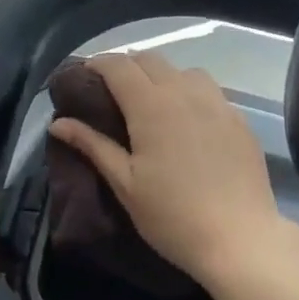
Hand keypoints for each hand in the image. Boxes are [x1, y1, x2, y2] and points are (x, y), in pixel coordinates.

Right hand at [48, 52, 278, 288]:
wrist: (240, 240)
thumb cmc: (172, 216)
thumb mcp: (124, 184)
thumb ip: (92, 145)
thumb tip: (58, 123)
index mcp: (151, 105)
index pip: (118, 65)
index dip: (97, 64)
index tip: (84, 77)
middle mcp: (184, 92)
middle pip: (150, 59)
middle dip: (127, 67)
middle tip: (113, 93)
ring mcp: (217, 102)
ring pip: (183, 70)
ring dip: (162, 76)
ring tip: (153, 103)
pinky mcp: (239, 119)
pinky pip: (210, 91)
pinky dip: (191, 94)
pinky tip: (189, 122)